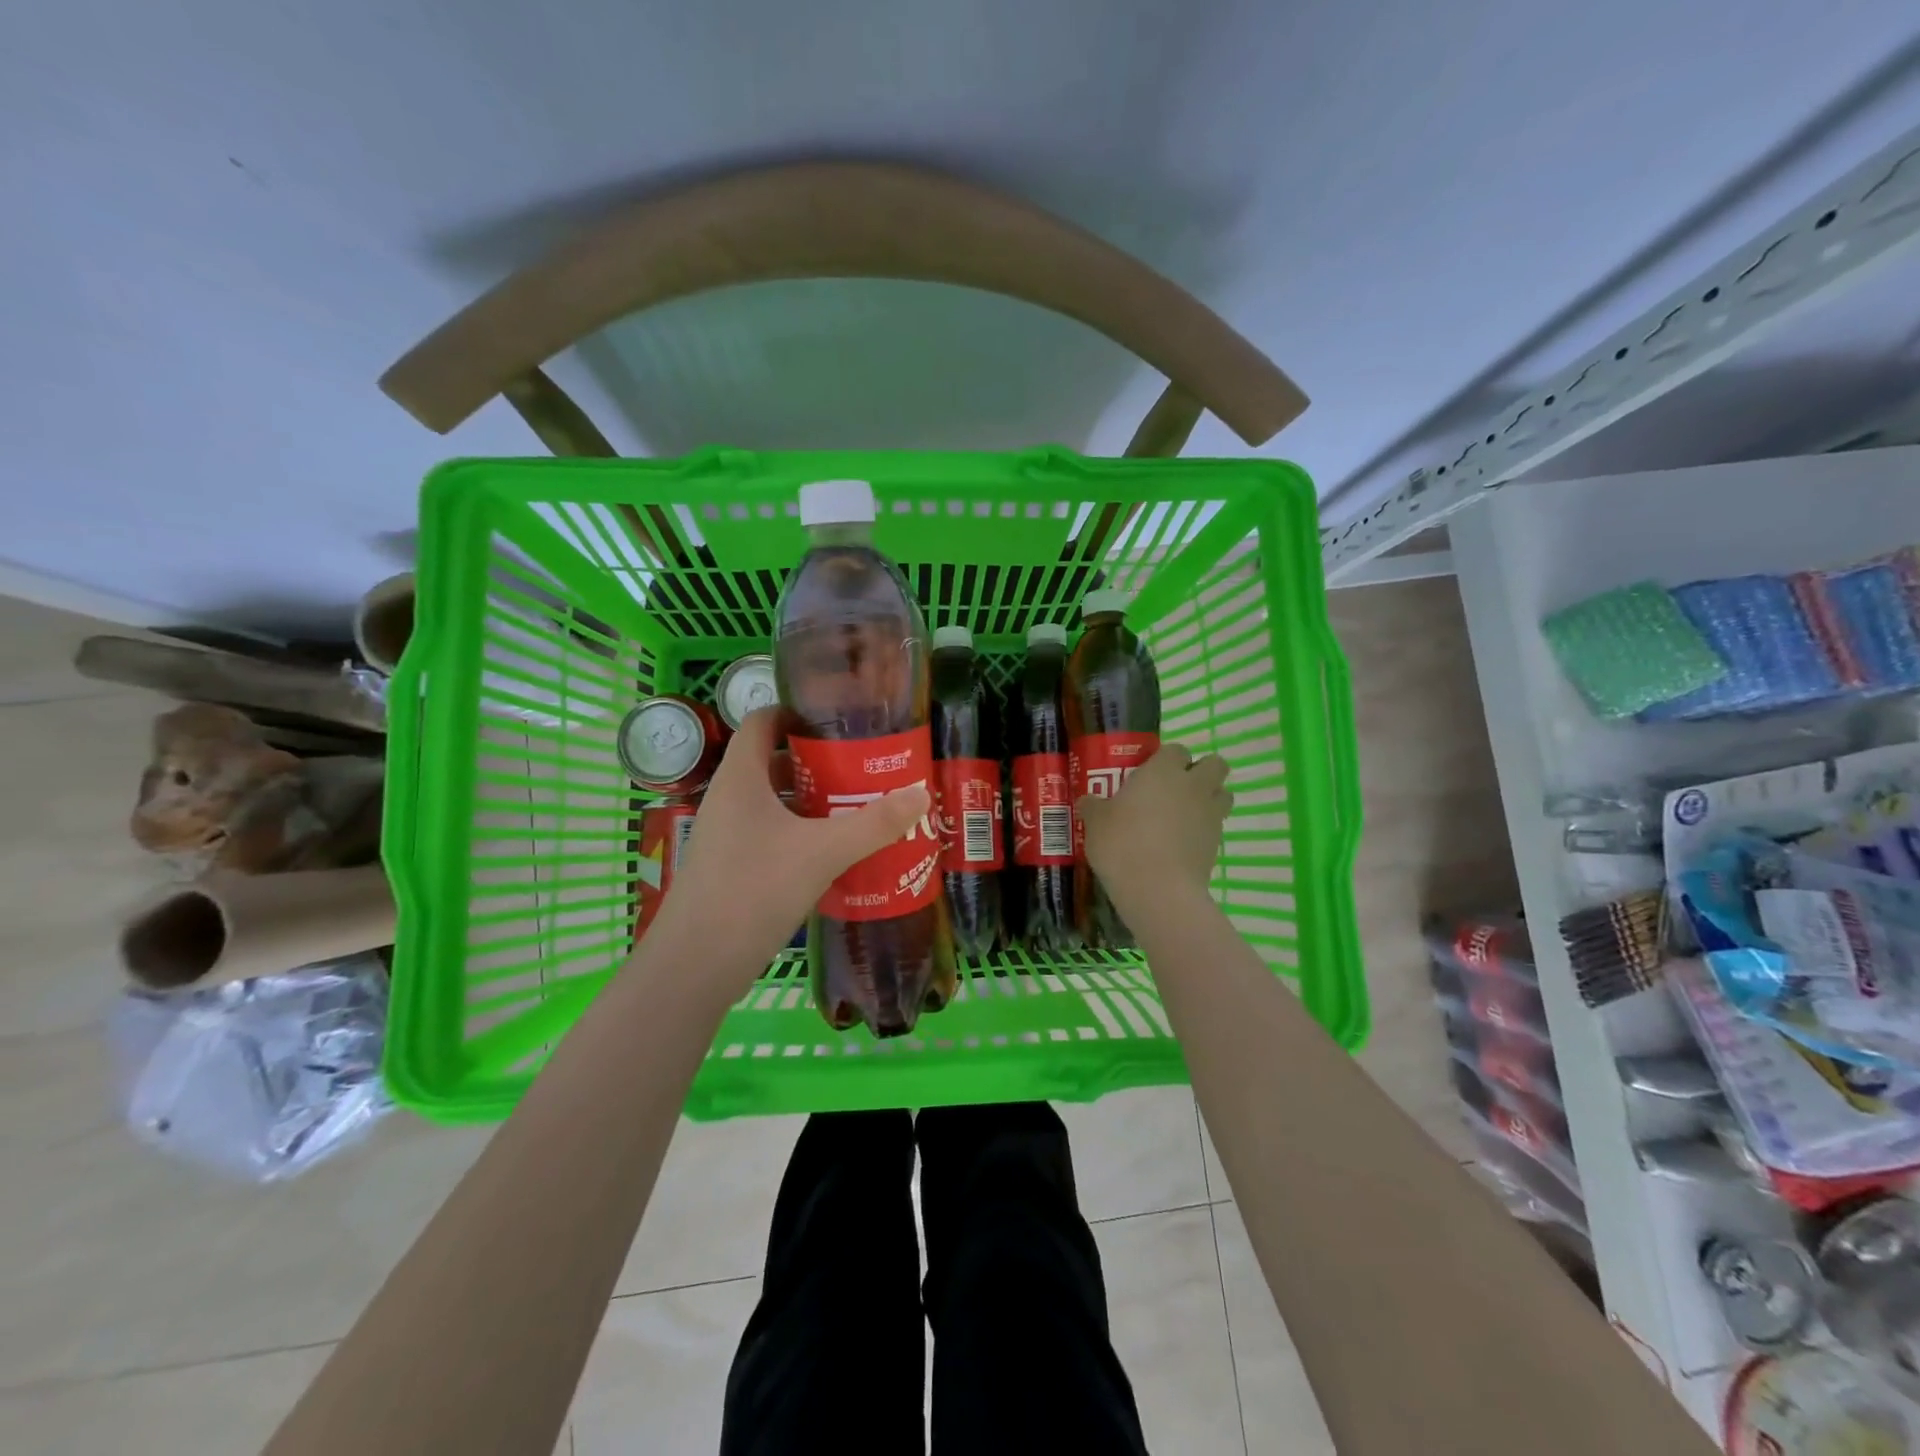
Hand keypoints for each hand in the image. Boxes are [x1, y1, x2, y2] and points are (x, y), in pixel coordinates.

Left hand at [650, 708, 930, 981]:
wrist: (697, 964)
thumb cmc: (754, 889)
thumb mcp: (823, 852)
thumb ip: (874, 823)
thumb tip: (921, 794)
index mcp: (741, 777)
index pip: (763, 719)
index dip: (798, 713)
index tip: (841, 721)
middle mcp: (730, 798)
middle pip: (775, 761)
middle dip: (820, 762)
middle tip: (865, 768)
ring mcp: (728, 835)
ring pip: (776, 803)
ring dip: (815, 802)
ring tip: (860, 807)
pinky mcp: (733, 867)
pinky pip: (773, 835)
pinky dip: (804, 834)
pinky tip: (837, 852)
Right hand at [1076, 744, 1230, 905]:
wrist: (1158, 889)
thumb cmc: (1122, 844)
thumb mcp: (1095, 823)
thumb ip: (1094, 807)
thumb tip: (1088, 801)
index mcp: (1163, 771)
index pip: (1176, 749)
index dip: (1166, 758)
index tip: (1150, 772)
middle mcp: (1192, 785)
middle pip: (1214, 764)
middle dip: (1201, 771)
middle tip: (1176, 788)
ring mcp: (1210, 814)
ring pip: (1223, 794)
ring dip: (1209, 798)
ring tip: (1184, 815)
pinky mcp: (1218, 843)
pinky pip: (1216, 826)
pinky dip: (1205, 829)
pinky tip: (1182, 844)